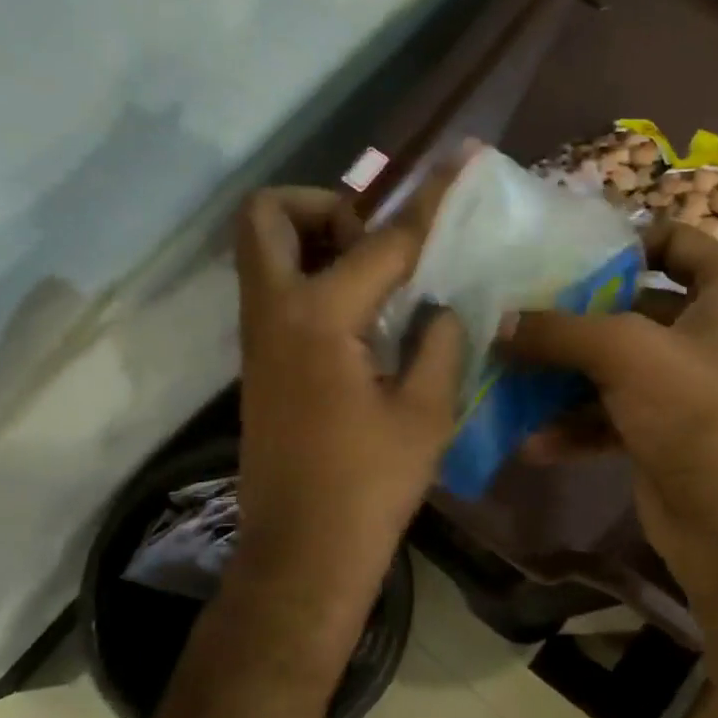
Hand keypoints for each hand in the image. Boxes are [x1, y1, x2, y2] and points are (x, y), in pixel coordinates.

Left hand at [231, 185, 464, 653]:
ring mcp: (258, 339)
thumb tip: (440, 306)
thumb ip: (439, 342)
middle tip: (374, 243)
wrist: (302, 554)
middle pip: (267, 216)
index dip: (429, 201)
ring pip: (265, 254)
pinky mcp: (260, 365)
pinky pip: (276, 293)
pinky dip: (313, 281)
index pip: (383, 240)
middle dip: (323, 207)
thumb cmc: (369, 487)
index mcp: (319, 316)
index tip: (459, 163)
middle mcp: (274, 312)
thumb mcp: (426, 412)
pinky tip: (364, 322)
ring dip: (315, 243)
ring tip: (377, 282)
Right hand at [503, 221, 717, 600]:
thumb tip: (500, 323)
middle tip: (515, 313)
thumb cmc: (699, 413)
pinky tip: (533, 442)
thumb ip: (559, 330)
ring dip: (563, 377)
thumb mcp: (626, 353)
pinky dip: (575, 424)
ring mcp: (688, 386)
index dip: (621, 241)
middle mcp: (712, 332)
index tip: (562, 253)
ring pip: (613, 364)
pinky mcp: (664, 431)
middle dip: (573, 315)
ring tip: (508, 377)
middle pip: (630, 305)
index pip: (674, 240)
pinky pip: (610, 413)